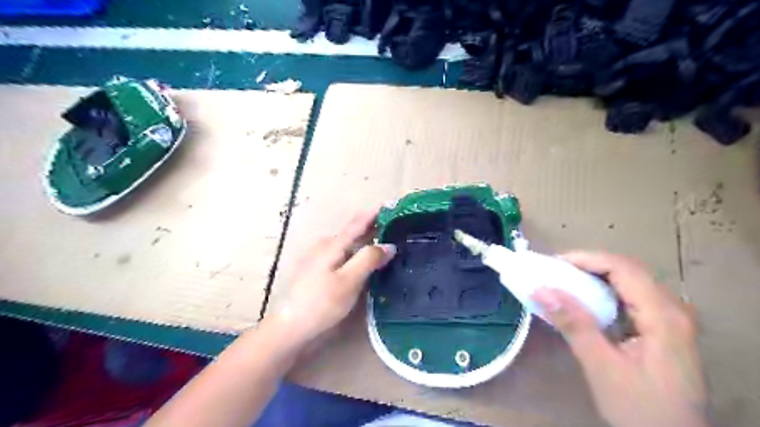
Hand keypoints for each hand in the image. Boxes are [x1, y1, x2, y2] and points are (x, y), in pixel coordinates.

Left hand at [279, 210, 398, 346]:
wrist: (291, 328)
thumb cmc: (321, 303)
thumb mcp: (348, 281)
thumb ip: (368, 260)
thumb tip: (389, 245)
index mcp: (332, 245)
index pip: (357, 223)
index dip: (374, 214)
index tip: (391, 205)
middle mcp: (325, 247)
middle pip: (353, 233)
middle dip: (373, 229)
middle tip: (395, 229)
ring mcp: (320, 259)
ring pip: (348, 246)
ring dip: (366, 243)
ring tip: (385, 245)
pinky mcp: (319, 272)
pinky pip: (343, 257)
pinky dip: (357, 255)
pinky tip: (365, 264)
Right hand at [530, 252, 708, 425]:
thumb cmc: (640, 409)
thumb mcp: (602, 366)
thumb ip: (573, 324)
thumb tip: (540, 290)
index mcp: (663, 316)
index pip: (623, 268)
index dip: (586, 259)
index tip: (553, 264)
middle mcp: (673, 310)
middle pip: (628, 271)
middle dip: (588, 266)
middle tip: (554, 273)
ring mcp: (671, 320)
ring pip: (629, 283)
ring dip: (594, 278)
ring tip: (564, 283)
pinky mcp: (663, 330)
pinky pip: (631, 298)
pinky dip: (603, 294)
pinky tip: (585, 303)